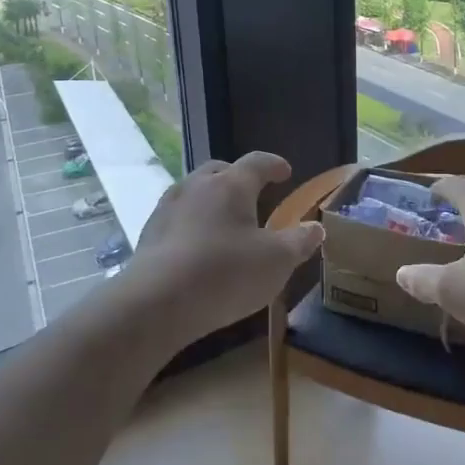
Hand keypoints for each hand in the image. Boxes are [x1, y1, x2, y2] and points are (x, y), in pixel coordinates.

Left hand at [119, 153, 323, 341]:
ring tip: (224, 219)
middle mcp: (196, 186)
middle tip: (253, 192)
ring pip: (195, 192)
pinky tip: (198, 245)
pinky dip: (192, 222)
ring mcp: (168, 207)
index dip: (273, 165)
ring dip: (212, 199)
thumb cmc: (226, 274)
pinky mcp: (149, 233)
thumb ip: (299, 242)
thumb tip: (316, 227)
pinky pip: (177, 217)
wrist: (157, 301)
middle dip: (238, 178)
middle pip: (220, 171)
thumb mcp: (277, 262)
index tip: (285, 171)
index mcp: (231, 185)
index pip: (257, 162)